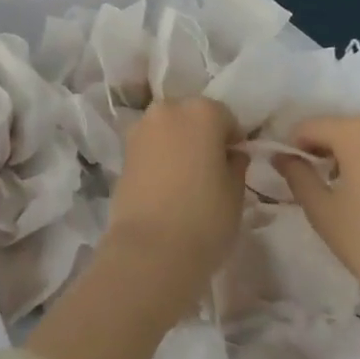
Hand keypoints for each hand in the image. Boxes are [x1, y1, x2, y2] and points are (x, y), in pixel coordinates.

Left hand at [105, 97, 243, 306]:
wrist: (150, 248)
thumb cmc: (205, 218)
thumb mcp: (236, 193)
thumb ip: (236, 165)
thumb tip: (231, 155)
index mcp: (201, 112)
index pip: (225, 117)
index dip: (232, 140)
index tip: (235, 164)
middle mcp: (168, 110)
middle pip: (191, 117)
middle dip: (202, 136)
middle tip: (211, 170)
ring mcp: (140, 128)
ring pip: (168, 129)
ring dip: (178, 144)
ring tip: (186, 179)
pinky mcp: (123, 151)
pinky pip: (150, 146)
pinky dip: (159, 157)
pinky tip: (166, 185)